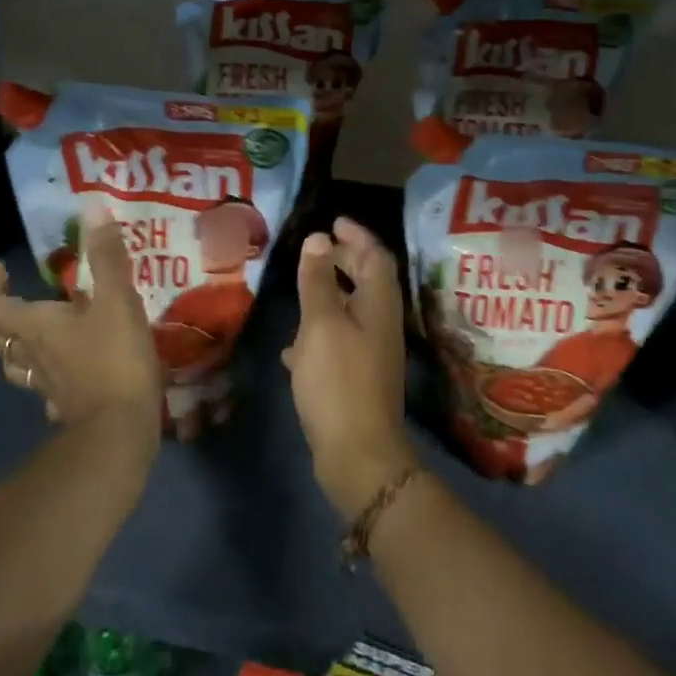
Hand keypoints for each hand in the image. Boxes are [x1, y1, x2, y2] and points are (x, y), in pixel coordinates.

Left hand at [0, 201, 161, 446]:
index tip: (0, 267)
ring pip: (17, 365)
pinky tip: (68, 371)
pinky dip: (48, 374)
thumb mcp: (117, 300)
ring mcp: (46, 386)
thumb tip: (92, 208)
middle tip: (16, 296)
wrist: (120, 430)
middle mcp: (31, 356)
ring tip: (41, 329)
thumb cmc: (114, 360)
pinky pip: (45, 387)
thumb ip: (106, 256)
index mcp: (35, 327)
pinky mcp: (67, 406)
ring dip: (19, 345)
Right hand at [284, 218, 417, 519]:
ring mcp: (372, 354)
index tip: (334, 222)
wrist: (358, 453)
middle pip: (368, 281)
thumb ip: (318, 281)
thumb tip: (318, 238)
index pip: (376, 256)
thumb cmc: (338, 379)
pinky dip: (320, 333)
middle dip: (345, 261)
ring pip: (352, 312)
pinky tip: (294, 348)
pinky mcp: (358, 379)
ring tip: (301, 290)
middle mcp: (382, 324)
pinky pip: (340, 343)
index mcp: (379, 304)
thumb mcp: (321, 323)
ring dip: (330, 296)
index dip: (357, 236)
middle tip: (317, 248)